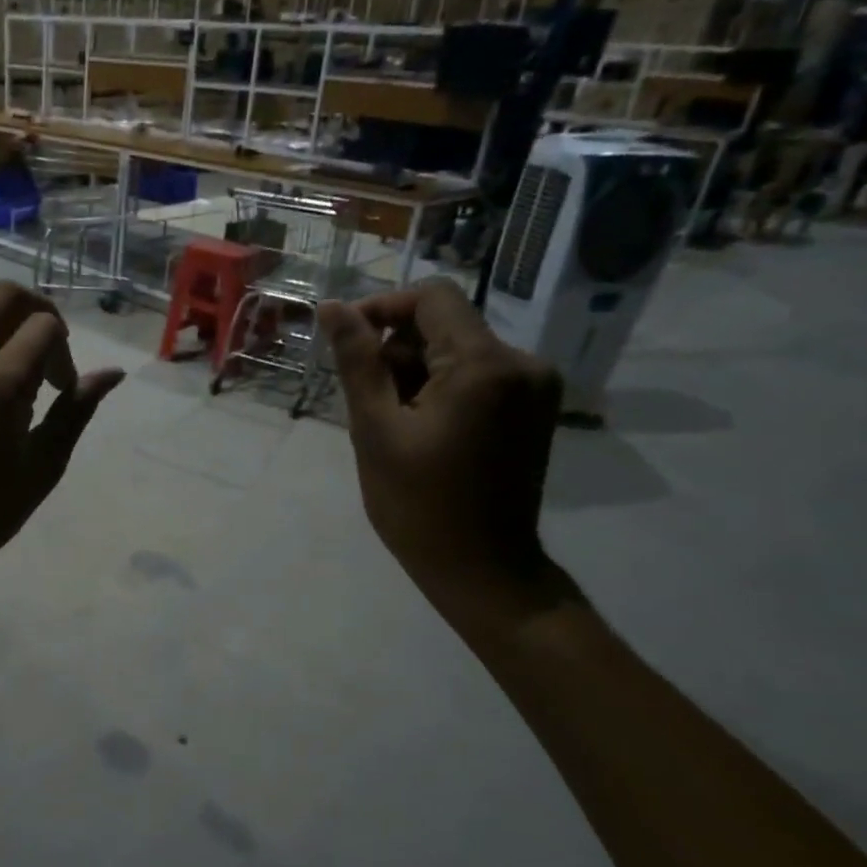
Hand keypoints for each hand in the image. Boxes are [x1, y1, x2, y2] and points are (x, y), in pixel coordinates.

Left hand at [0, 281, 124, 578]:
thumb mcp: (45, 464)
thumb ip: (77, 410)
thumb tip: (114, 373)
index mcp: (0, 386)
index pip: (44, 325)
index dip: (64, 350)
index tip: (61, 387)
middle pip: (4, 294)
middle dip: (37, 311)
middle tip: (45, 350)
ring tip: (8, 348)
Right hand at [317, 279, 564, 627]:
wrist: (482, 568)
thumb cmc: (417, 504)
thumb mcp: (375, 429)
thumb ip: (357, 361)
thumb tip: (332, 307)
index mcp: (484, 365)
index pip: (431, 298)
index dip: (382, 308)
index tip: (346, 343)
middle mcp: (522, 362)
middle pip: (446, 324)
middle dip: (397, 350)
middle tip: (367, 401)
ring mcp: (534, 386)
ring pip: (460, 350)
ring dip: (417, 372)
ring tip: (392, 423)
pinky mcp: (534, 408)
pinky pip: (478, 375)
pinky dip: (442, 388)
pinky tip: (421, 427)